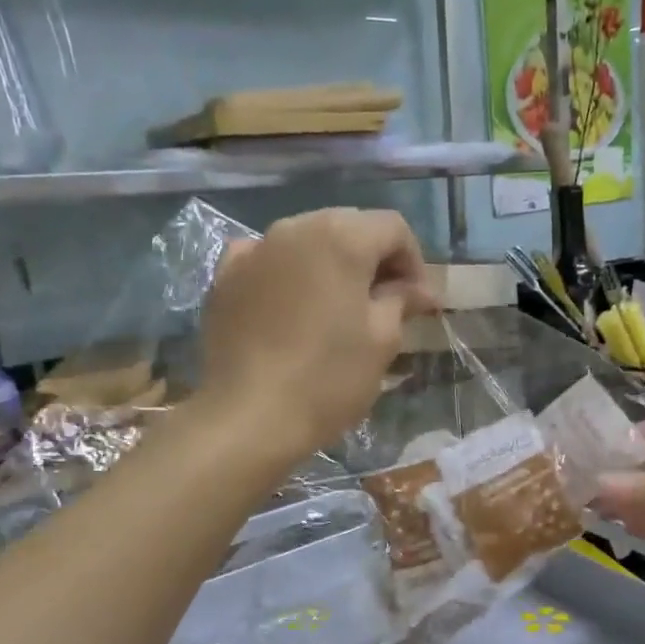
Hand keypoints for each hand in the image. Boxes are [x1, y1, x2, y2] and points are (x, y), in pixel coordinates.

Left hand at [199, 208, 433, 456]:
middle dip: (374, 259)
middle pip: (349, 226)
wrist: (248, 417)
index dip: (414, 261)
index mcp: (341, 237)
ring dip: (332, 265)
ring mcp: (255, 250)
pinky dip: (289, 273)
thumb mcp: (382, 341)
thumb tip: (419, 290)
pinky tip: (292, 305)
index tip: (418, 302)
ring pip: (307, 241)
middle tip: (386, 303)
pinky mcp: (225, 277)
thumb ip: (401, 301)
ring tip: (340, 307)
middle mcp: (295, 228)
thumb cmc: (328, 378)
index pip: (393, 227)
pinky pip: (268, 260)